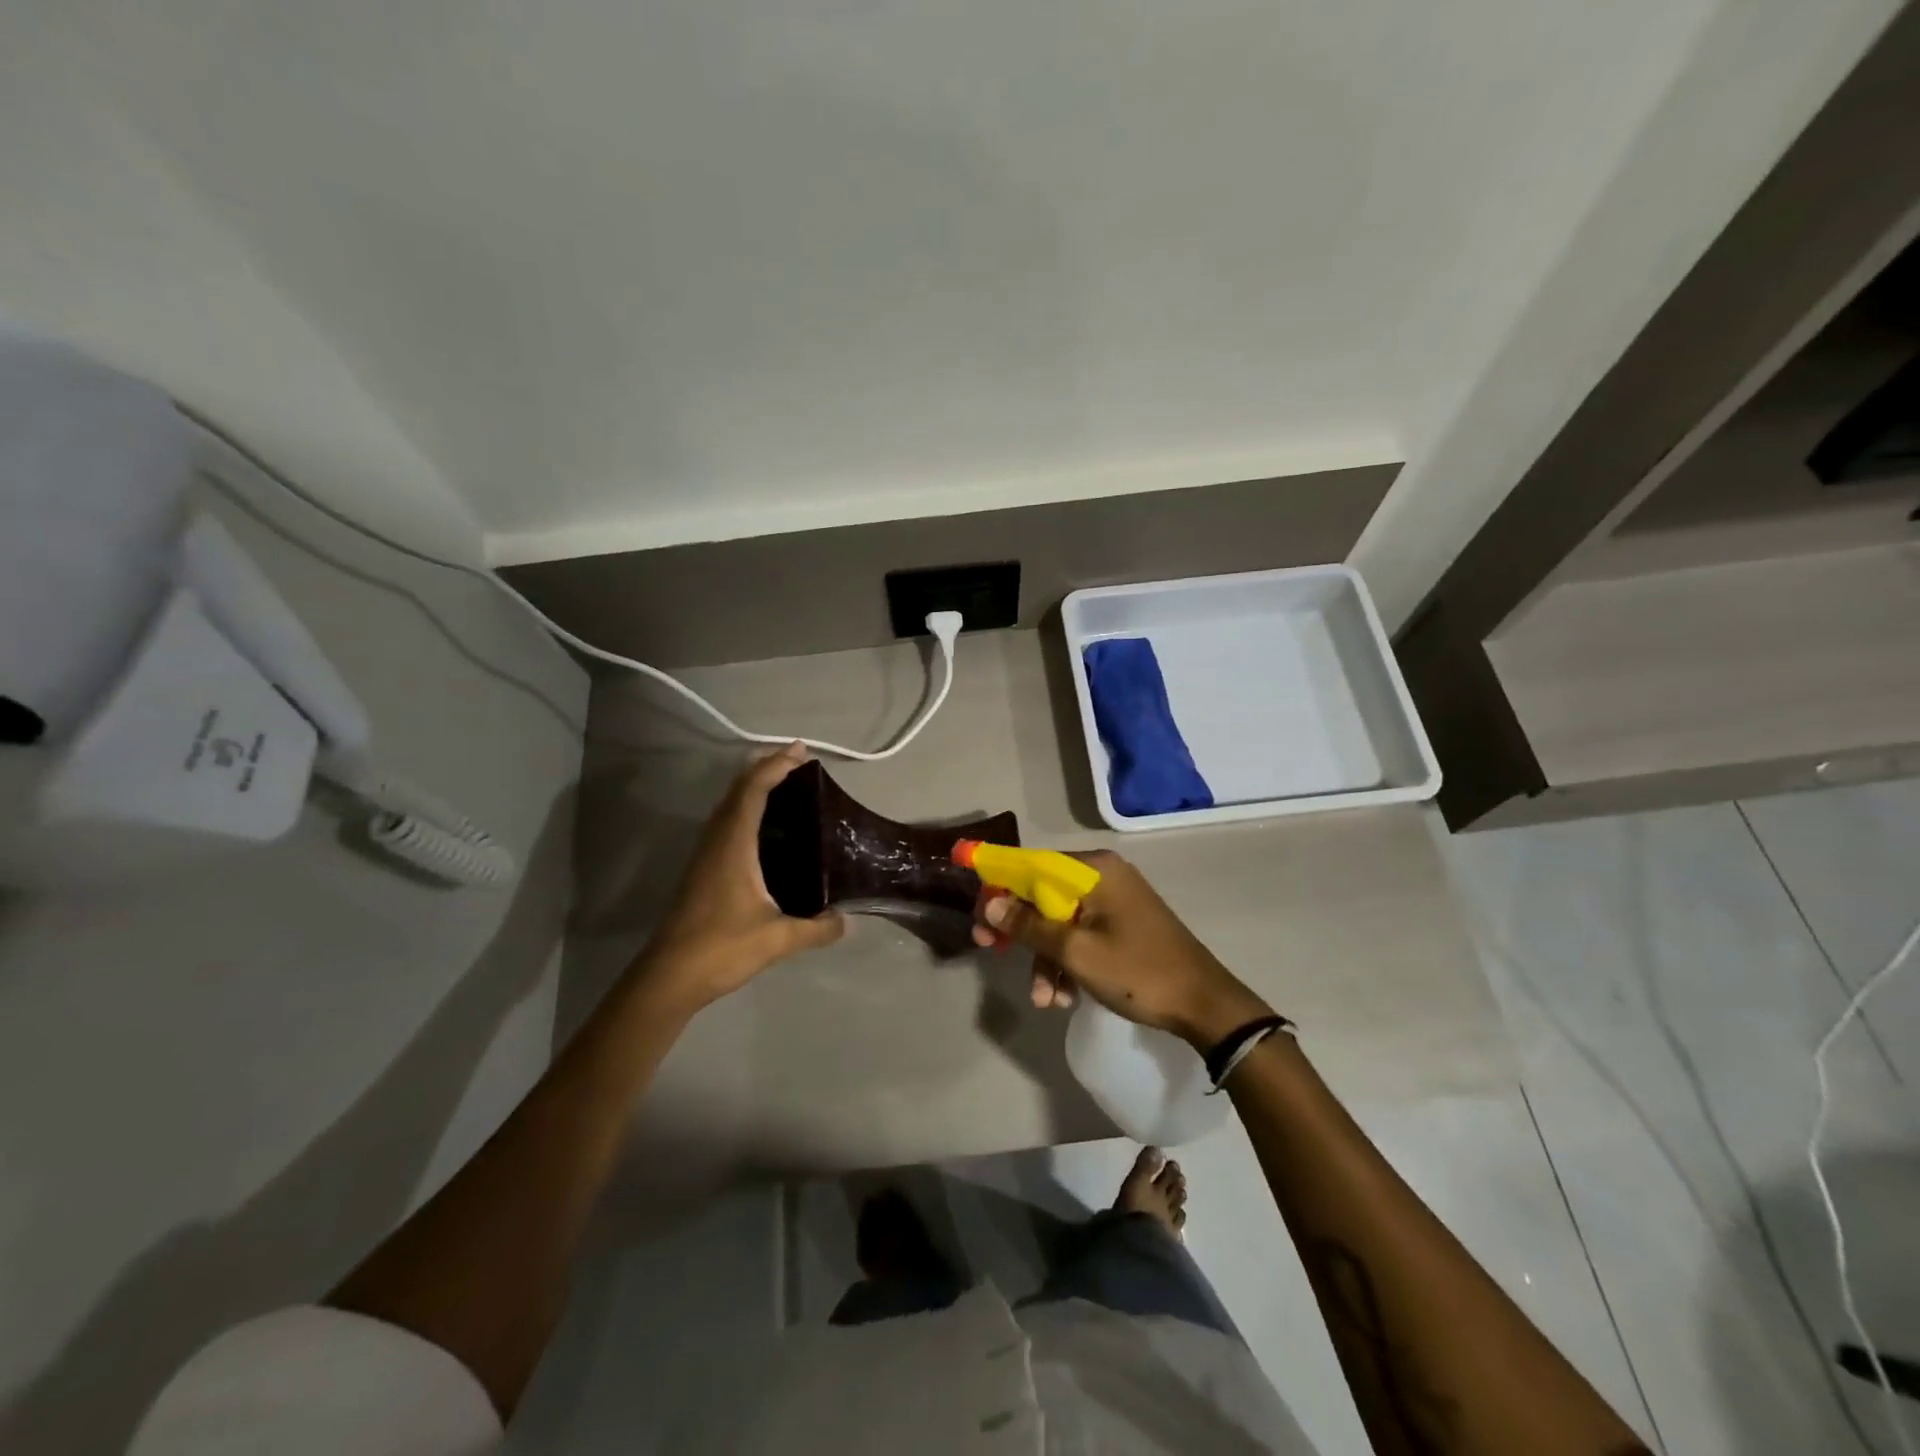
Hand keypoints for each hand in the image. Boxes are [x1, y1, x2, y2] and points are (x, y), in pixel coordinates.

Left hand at [639, 743, 845, 1007]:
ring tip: (783, 784)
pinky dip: (745, 809)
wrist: (668, 977)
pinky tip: (763, 828)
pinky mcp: (702, 871)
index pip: (754, 791)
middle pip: (738, 790)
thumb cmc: (721, 948)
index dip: (776, 766)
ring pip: (728, 806)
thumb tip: (847, 921)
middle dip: (765, 768)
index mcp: (733, 844)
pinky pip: (725, 824)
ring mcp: (705, 855)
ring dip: (752, 787)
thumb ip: (816, 929)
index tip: (800, 752)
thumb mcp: (778, 938)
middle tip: (796, 761)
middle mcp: (716, 841)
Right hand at [973, 850, 1270, 1048]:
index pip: (1031, 864)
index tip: (976, 913)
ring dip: (1044, 958)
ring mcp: (1115, 900)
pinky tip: (1064, 997)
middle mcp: (1103, 875)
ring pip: (1060, 920)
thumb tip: (989, 901)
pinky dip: (1067, 962)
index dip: (998, 884)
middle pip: (1043, 893)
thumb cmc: (1138, 972)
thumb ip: (1029, 925)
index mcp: (1094, 869)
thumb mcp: (1076, 952)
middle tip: (990, 950)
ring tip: (1044, 999)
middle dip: (1019, 929)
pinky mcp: (1122, 924)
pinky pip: (1081, 934)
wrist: (1205, 1005)